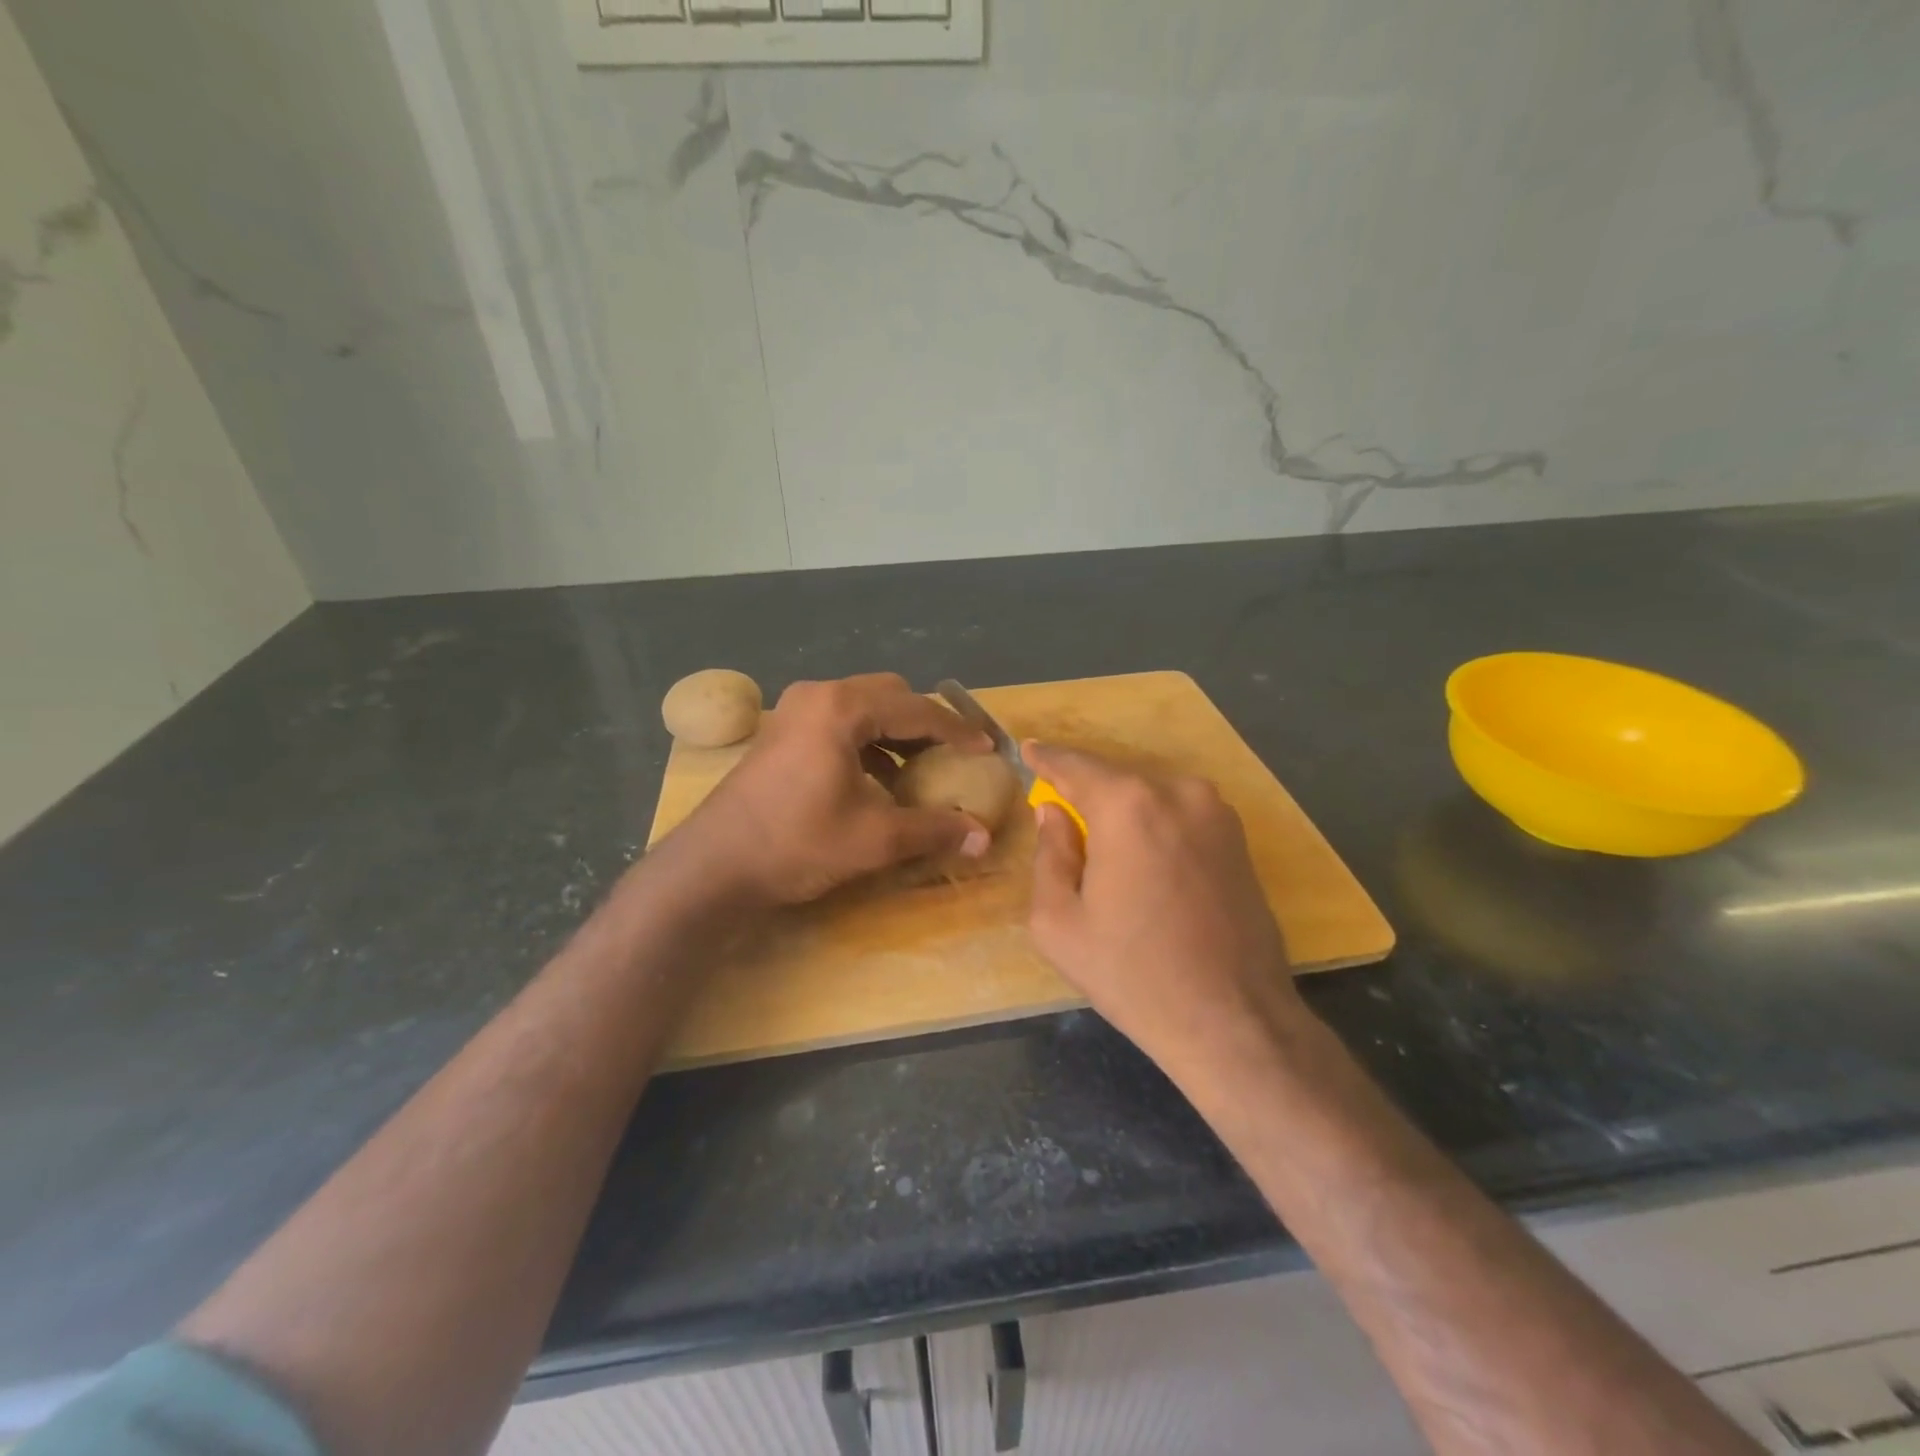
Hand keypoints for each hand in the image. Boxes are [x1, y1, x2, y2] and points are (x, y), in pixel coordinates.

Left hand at [666, 674, 994, 906]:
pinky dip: (868, 741)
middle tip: (954, 754)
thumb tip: (983, 837)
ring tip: (922, 767)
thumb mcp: (874, 839)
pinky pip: (840, 722)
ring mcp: (794, 710)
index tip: (986, 750)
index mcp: (842, 709)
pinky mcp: (781, 731)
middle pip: (889, 695)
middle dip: (926, 723)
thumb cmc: (796, 843)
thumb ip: (933, 830)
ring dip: (896, 732)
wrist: (712, 865)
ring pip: (863, 706)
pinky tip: (878, 778)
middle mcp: (818, 696)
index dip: (957, 731)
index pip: (917, 709)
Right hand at [1024, 742, 1303, 1073]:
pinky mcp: (1240, 839)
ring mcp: (1217, 813)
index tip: (1028, 749)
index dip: (1046, 759)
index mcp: (1128, 805)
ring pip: (1150, 799)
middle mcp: (1178, 792)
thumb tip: (1052, 814)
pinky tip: (1146, 869)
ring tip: (1106, 857)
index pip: (1074, 766)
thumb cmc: (1132, 974)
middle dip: (1085, 796)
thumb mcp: (1058, 923)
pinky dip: (1155, 829)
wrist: (1234, 1021)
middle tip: (1061, 820)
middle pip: (1114, 782)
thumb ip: (1048, 855)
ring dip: (1123, 816)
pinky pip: (1180, 818)